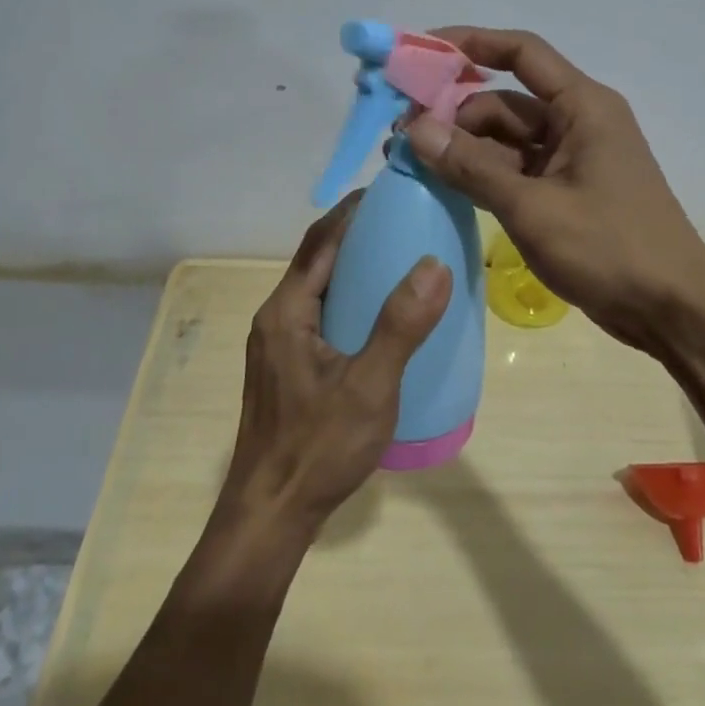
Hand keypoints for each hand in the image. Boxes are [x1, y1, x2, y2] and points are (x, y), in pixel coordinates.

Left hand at [221, 193, 453, 536]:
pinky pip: (321, 316)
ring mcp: (278, 345)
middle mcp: (276, 319)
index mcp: (287, 311)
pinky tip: (381, 316)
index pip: (320, 242)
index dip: (352, 211)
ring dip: (354, 268)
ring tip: (401, 260)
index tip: (390, 190)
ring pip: (320, 290)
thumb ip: (400, 326)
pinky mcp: (287, 368)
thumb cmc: (317, 448)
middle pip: (317, 261)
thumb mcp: (369, 387)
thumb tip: (433, 264)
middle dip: (357, 235)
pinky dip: (350, 300)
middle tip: (406, 222)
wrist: (271, 514)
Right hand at [402, 26, 704, 352]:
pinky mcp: (564, 193)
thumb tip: (414, 130)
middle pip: (503, 102)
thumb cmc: (610, 249)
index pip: (522, 53)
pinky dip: (481, 176)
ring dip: (462, 149)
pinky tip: (443, 187)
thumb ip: (471, 167)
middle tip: (400, 135)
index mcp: (582, 107)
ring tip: (410, 163)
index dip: (471, 43)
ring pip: (505, 141)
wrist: (672, 310)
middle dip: (453, 113)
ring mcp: (571, 160)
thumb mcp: (532, 207)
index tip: (420, 51)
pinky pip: (514, 172)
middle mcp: (576, 123)